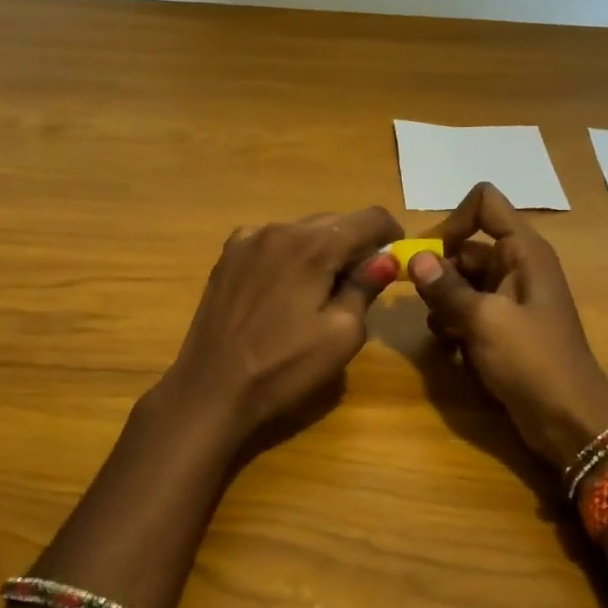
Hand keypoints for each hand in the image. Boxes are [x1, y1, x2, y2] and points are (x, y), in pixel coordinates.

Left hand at [158, 206, 402, 444]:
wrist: (211, 389)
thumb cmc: (284, 368)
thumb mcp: (341, 335)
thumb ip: (365, 288)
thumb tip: (385, 258)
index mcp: (314, 245)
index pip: (370, 218)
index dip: (391, 233)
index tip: (395, 258)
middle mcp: (280, 229)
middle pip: (334, 221)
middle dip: (354, 244)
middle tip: (361, 282)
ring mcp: (248, 240)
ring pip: (301, 230)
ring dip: (320, 249)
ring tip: (321, 288)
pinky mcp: (227, 257)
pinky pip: (271, 242)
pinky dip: (288, 254)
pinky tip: (284, 287)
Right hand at [409, 183, 607, 467]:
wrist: (570, 422)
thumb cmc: (533, 362)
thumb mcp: (485, 322)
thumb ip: (447, 289)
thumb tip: (414, 258)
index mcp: (523, 252)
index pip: (485, 203)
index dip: (453, 220)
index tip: (429, 254)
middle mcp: (516, 267)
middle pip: (465, 247)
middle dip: (440, 272)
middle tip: (426, 304)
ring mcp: (509, 300)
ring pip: (461, 282)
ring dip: (443, 303)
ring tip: (443, 332)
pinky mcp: (502, 329)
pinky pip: (467, 311)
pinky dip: (454, 324)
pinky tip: (451, 350)